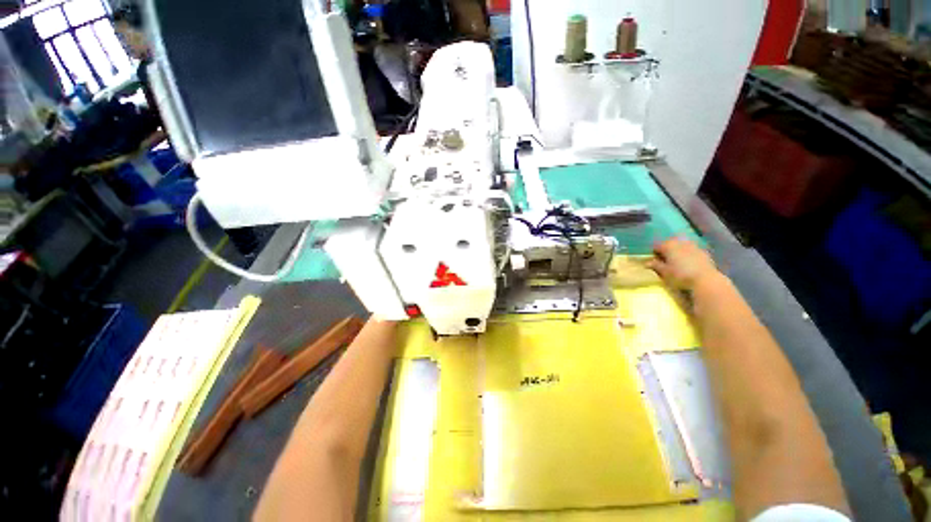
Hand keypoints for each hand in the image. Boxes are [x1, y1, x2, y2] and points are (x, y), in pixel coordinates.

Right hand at [647, 238, 718, 291]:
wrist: (706, 280)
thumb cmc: (680, 275)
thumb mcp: (664, 272)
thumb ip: (655, 265)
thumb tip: (646, 262)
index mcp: (668, 245)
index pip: (656, 246)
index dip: (653, 254)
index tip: (653, 261)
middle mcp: (680, 242)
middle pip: (670, 244)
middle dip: (666, 251)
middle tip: (664, 261)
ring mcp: (693, 246)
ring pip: (681, 246)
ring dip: (678, 252)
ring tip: (676, 263)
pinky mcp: (703, 252)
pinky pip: (691, 251)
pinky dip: (688, 255)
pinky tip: (688, 265)